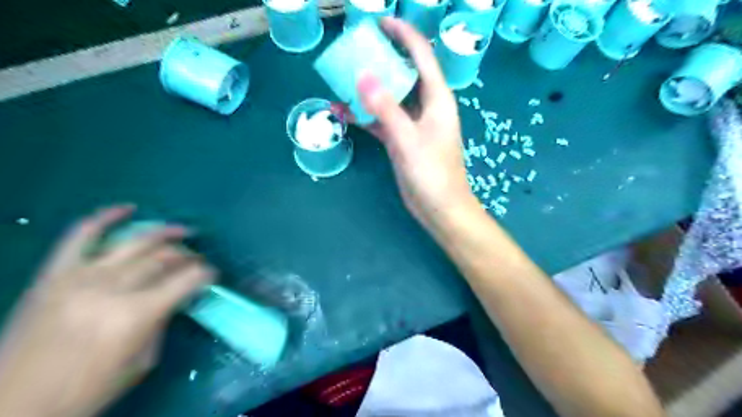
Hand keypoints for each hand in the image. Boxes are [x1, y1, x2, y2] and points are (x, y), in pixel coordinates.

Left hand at [0, 206, 212, 416]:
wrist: (13, 406)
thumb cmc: (89, 388)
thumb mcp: (142, 360)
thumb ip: (162, 321)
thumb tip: (177, 296)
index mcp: (137, 314)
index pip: (187, 279)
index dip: (207, 274)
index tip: (212, 275)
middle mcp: (112, 289)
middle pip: (164, 258)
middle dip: (189, 257)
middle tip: (196, 261)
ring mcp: (81, 277)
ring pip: (135, 243)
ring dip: (165, 233)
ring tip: (183, 231)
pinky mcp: (55, 274)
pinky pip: (82, 235)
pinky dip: (106, 217)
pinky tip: (127, 209)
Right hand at [355, 18, 480, 232]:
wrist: (439, 208)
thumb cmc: (432, 174)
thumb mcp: (408, 139)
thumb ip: (386, 108)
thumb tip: (362, 75)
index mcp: (437, 99)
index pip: (422, 56)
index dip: (403, 35)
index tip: (380, 23)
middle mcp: (426, 106)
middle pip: (404, 73)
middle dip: (382, 59)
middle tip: (355, 50)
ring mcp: (412, 124)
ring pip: (389, 98)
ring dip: (368, 89)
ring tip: (342, 78)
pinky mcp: (401, 140)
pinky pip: (381, 121)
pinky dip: (364, 116)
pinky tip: (342, 112)